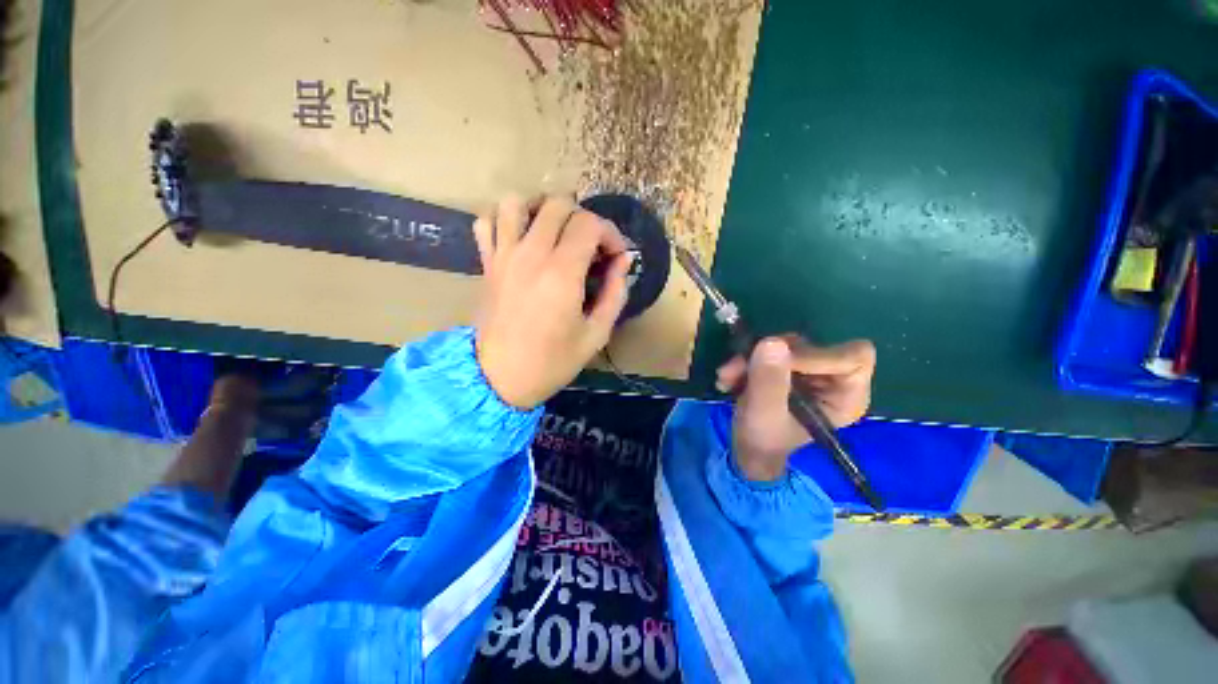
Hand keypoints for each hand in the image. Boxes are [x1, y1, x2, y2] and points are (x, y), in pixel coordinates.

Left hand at [474, 195, 631, 408]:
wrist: (499, 378)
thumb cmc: (552, 361)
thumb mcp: (596, 334)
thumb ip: (616, 293)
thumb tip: (623, 261)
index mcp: (562, 273)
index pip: (590, 223)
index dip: (610, 233)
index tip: (615, 256)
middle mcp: (531, 255)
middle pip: (558, 204)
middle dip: (583, 218)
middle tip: (590, 246)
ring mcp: (504, 256)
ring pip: (517, 202)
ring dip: (541, 209)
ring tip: (555, 231)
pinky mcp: (487, 264)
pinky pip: (486, 222)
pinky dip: (504, 220)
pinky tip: (521, 238)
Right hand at [716, 335, 875, 480]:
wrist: (746, 447)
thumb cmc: (764, 440)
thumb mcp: (764, 413)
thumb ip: (769, 380)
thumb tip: (772, 341)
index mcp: (847, 397)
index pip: (852, 357)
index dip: (814, 354)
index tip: (775, 361)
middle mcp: (835, 379)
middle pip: (812, 346)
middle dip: (769, 356)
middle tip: (736, 369)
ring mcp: (811, 370)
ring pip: (786, 345)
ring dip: (750, 358)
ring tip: (727, 376)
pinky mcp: (790, 366)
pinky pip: (770, 349)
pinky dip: (747, 359)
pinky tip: (729, 377)